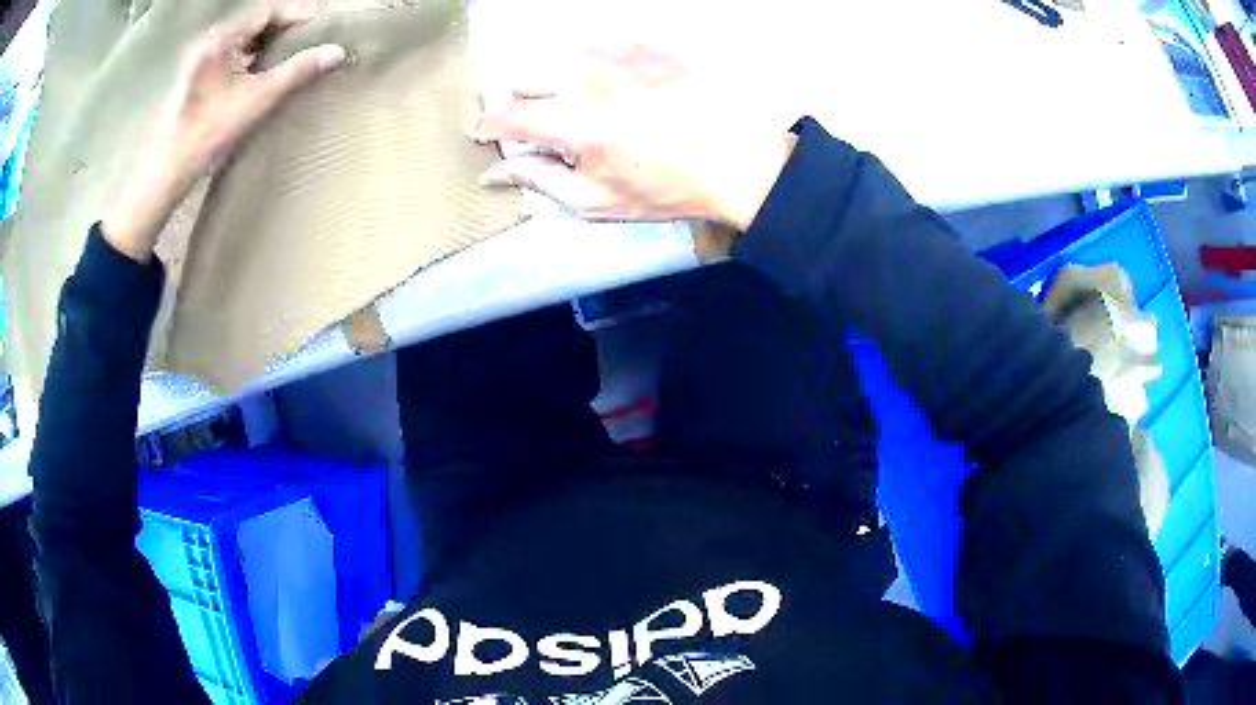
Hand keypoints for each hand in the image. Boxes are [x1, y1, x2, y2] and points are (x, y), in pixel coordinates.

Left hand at [102, 3, 345, 261]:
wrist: (152, 189)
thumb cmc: (192, 147)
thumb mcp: (247, 108)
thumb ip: (293, 75)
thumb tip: (339, 53)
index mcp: (218, 40)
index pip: (271, 9)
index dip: (303, 11)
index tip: (332, 21)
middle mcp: (210, 46)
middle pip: (262, 23)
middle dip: (294, 27)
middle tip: (325, 39)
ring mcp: (204, 67)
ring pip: (251, 43)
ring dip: (279, 46)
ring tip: (307, 56)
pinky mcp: (201, 88)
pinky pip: (241, 62)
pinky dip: (262, 63)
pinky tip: (275, 77)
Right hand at [473, 46, 794, 231]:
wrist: (736, 161)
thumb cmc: (666, 188)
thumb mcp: (598, 200)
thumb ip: (540, 181)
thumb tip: (497, 171)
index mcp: (573, 123)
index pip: (507, 117)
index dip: (488, 128)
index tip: (484, 135)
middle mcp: (587, 79)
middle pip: (522, 75)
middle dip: (519, 100)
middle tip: (539, 124)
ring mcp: (618, 55)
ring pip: (557, 55)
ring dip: (552, 78)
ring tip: (577, 103)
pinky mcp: (645, 44)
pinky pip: (597, 42)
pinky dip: (590, 61)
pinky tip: (609, 82)